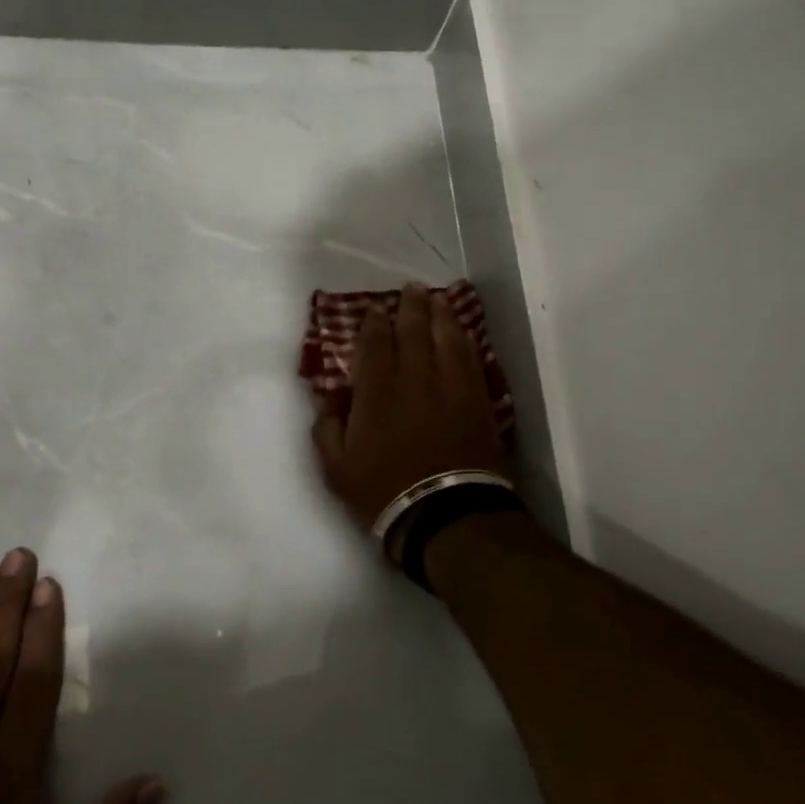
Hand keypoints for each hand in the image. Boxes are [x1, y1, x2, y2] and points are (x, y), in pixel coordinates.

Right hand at [311, 282, 509, 540]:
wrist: (446, 514)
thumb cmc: (384, 492)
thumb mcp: (336, 468)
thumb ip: (327, 426)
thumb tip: (332, 395)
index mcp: (376, 392)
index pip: (374, 344)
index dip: (374, 323)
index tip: (375, 310)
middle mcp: (414, 379)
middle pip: (413, 331)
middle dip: (410, 306)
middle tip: (411, 289)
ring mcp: (450, 387)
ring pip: (446, 339)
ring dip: (441, 315)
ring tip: (438, 299)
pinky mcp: (477, 400)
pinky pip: (471, 360)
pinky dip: (466, 342)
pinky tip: (463, 334)